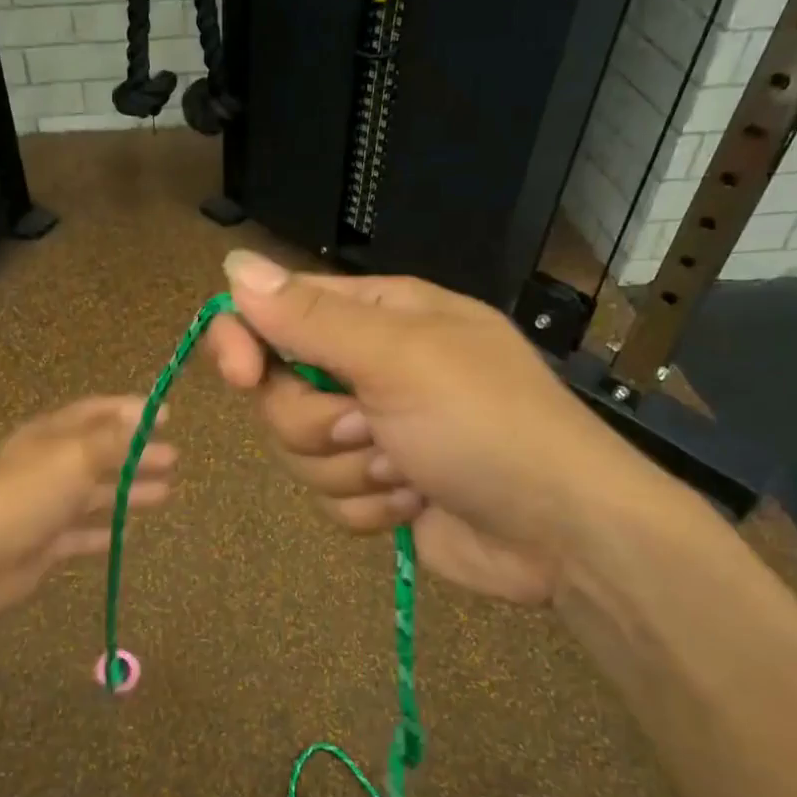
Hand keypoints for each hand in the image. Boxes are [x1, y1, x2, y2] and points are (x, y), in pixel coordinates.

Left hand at [0, 397, 174, 616]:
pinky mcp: (45, 542)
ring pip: (95, 493)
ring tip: (165, 493)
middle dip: (137, 454)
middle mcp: (48, 465)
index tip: (166, 416)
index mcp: (50, 436)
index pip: (95, 412)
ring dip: (128, 491)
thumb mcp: (74, 457)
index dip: (129, 411)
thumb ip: (112, 439)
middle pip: (100, 453)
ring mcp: (45, 505)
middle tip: (174, 459)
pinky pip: (80, 533)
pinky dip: (102, 531)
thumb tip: (145, 415)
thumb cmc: (26, 496)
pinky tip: (125, 533)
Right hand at [204, 250, 667, 604]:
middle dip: (320, 423)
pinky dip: (372, 507)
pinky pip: (330, 499)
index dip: (246, 340)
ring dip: (353, 470)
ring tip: (410, 471)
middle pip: (280, 393)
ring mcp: (374, 433)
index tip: (239, 374)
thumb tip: (234, 264)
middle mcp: (369, 368)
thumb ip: (311, 318)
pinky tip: (416, 504)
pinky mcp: (379, 490)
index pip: (277, 312)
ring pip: (301, 452)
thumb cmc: (486, 424)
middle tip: (373, 427)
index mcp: (377, 317)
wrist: (562, 532)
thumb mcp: (399, 358)